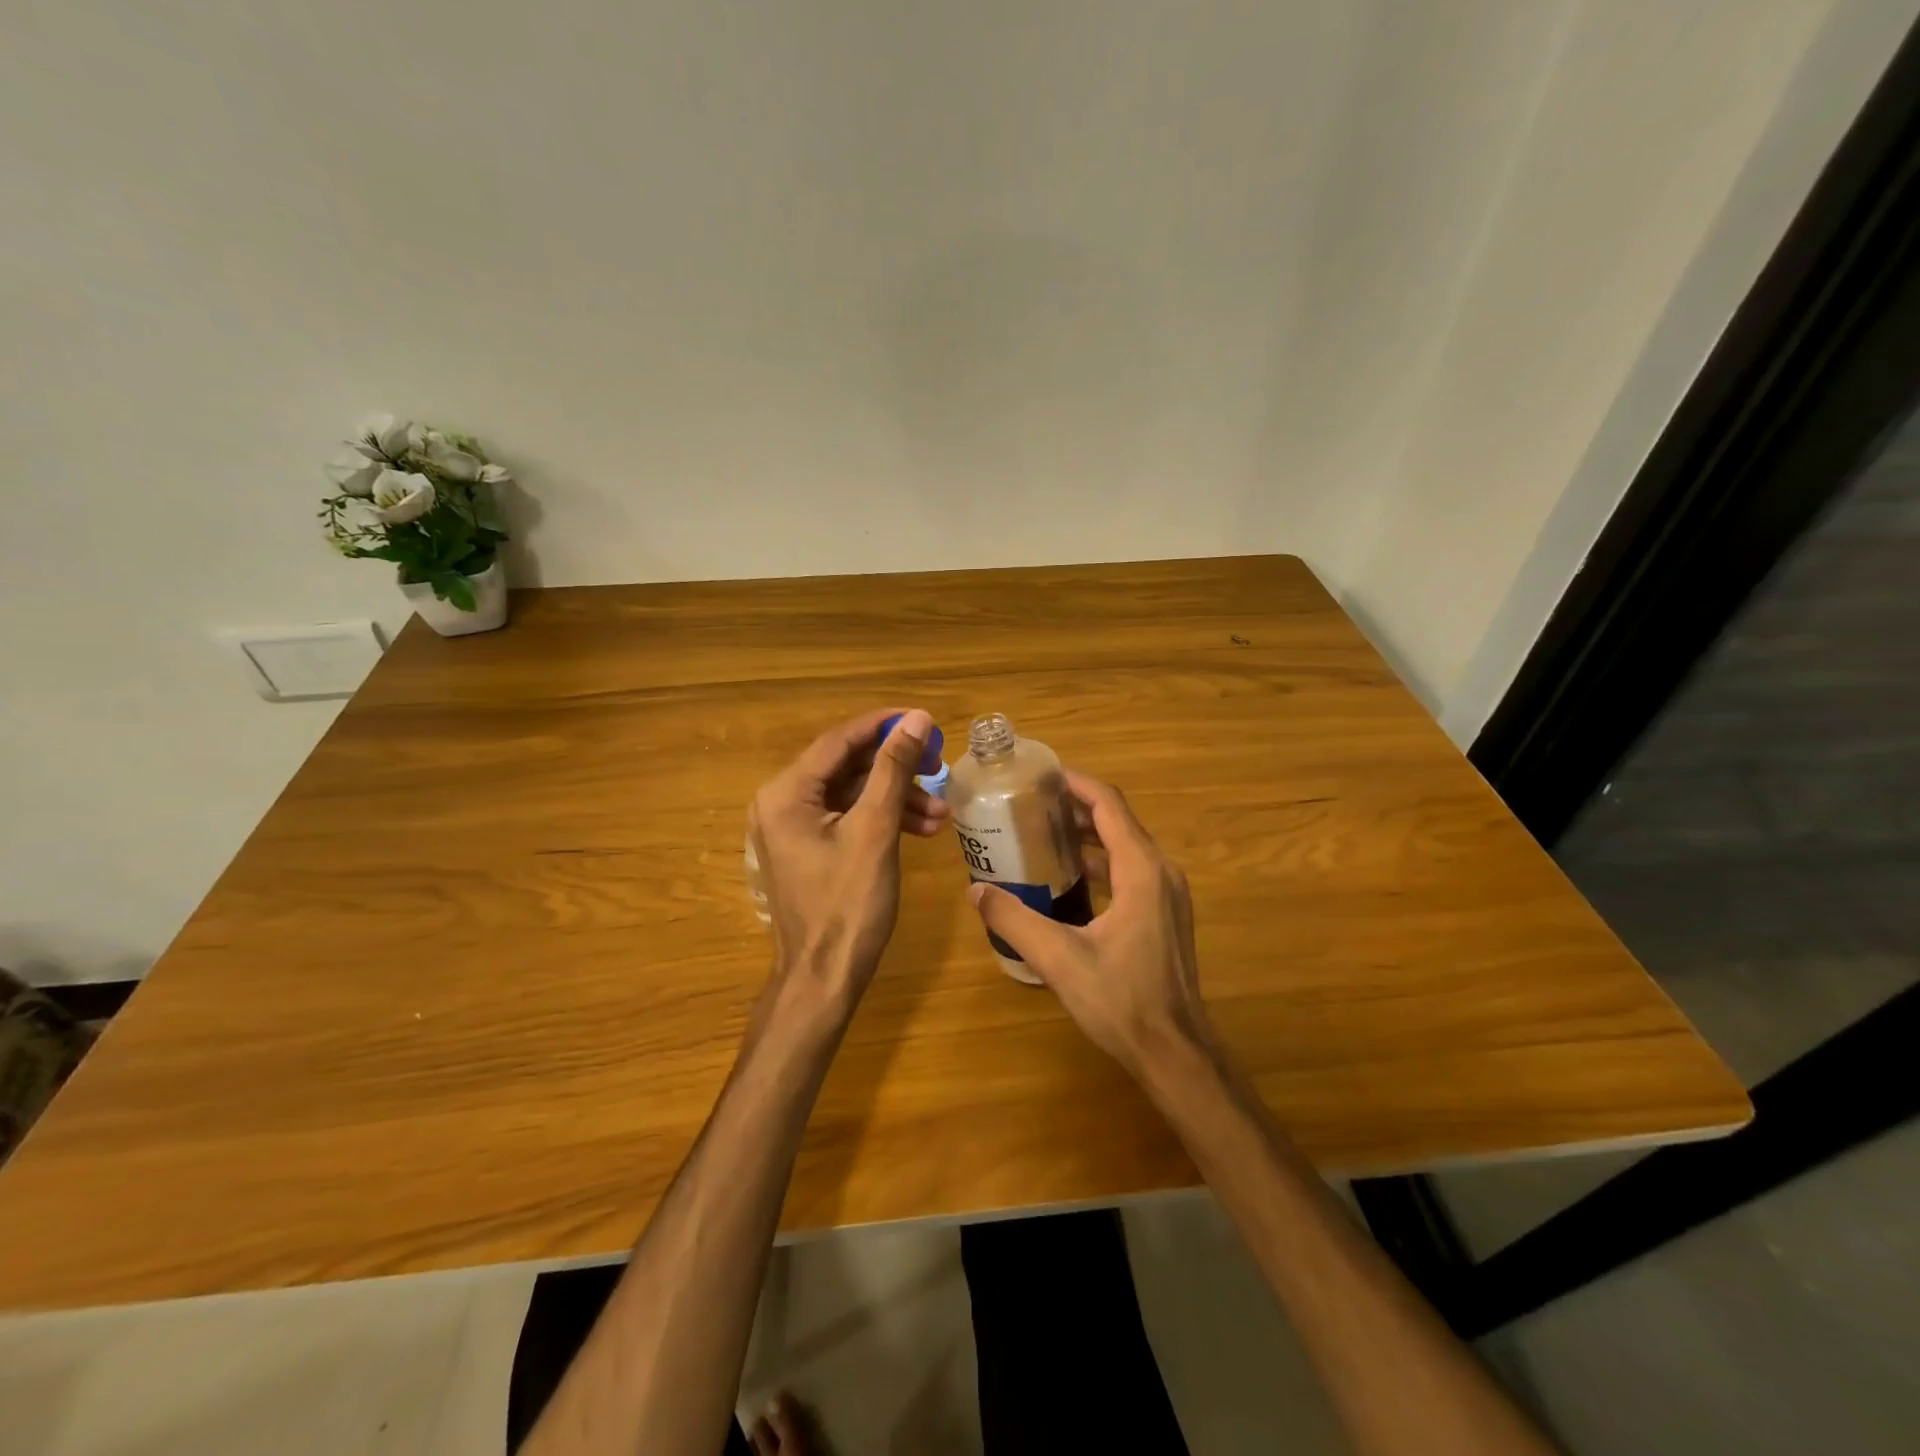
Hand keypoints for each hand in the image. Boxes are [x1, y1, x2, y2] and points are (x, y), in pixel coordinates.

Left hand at [750, 708, 946, 1003]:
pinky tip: (921, 829)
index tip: (925, 721)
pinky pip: (848, 819)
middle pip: (846, 767)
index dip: (884, 726)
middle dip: (896, 768)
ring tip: (940, 813)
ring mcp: (793, 829)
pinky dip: (882, 820)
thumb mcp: (875, 830)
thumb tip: (916, 720)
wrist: (824, 979)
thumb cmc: (848, 904)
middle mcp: (782, 803)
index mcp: (786, 793)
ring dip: (896, 798)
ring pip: (852, 795)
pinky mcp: (809, 849)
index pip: (839, 741)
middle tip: (938, 767)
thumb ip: (893, 770)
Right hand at [966, 770, 1211, 1077]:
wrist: (1176, 1053)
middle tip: (1031, 804)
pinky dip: (1102, 860)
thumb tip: (976, 891)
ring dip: (1089, 834)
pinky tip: (1070, 878)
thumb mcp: (1059, 959)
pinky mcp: (1166, 914)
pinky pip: (1132, 869)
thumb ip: (1014, 920)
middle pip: (1118, 820)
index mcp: (1141, 870)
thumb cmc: (1122, 1001)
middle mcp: (1161, 872)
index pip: (1108, 805)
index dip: (1076, 784)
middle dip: (1076, 807)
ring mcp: (1168, 894)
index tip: (1041, 775)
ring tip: (1043, 834)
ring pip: (1126, 845)